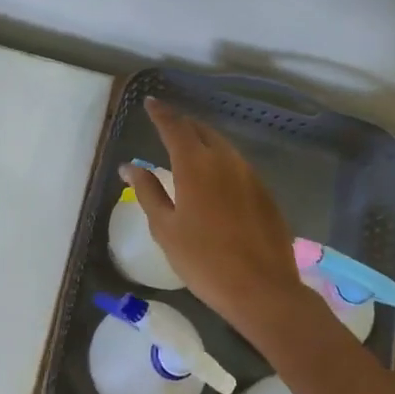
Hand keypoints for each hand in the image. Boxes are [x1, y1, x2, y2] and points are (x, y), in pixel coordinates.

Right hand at [120, 97, 303, 343]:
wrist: (263, 290)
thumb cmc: (203, 261)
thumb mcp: (165, 228)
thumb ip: (147, 191)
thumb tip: (129, 166)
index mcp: (194, 165)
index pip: (174, 127)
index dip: (160, 113)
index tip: (150, 102)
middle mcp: (224, 161)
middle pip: (201, 130)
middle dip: (182, 123)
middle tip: (166, 123)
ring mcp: (249, 175)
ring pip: (223, 145)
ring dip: (203, 139)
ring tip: (188, 144)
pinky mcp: (265, 192)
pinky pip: (237, 163)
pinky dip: (221, 158)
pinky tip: (215, 174)